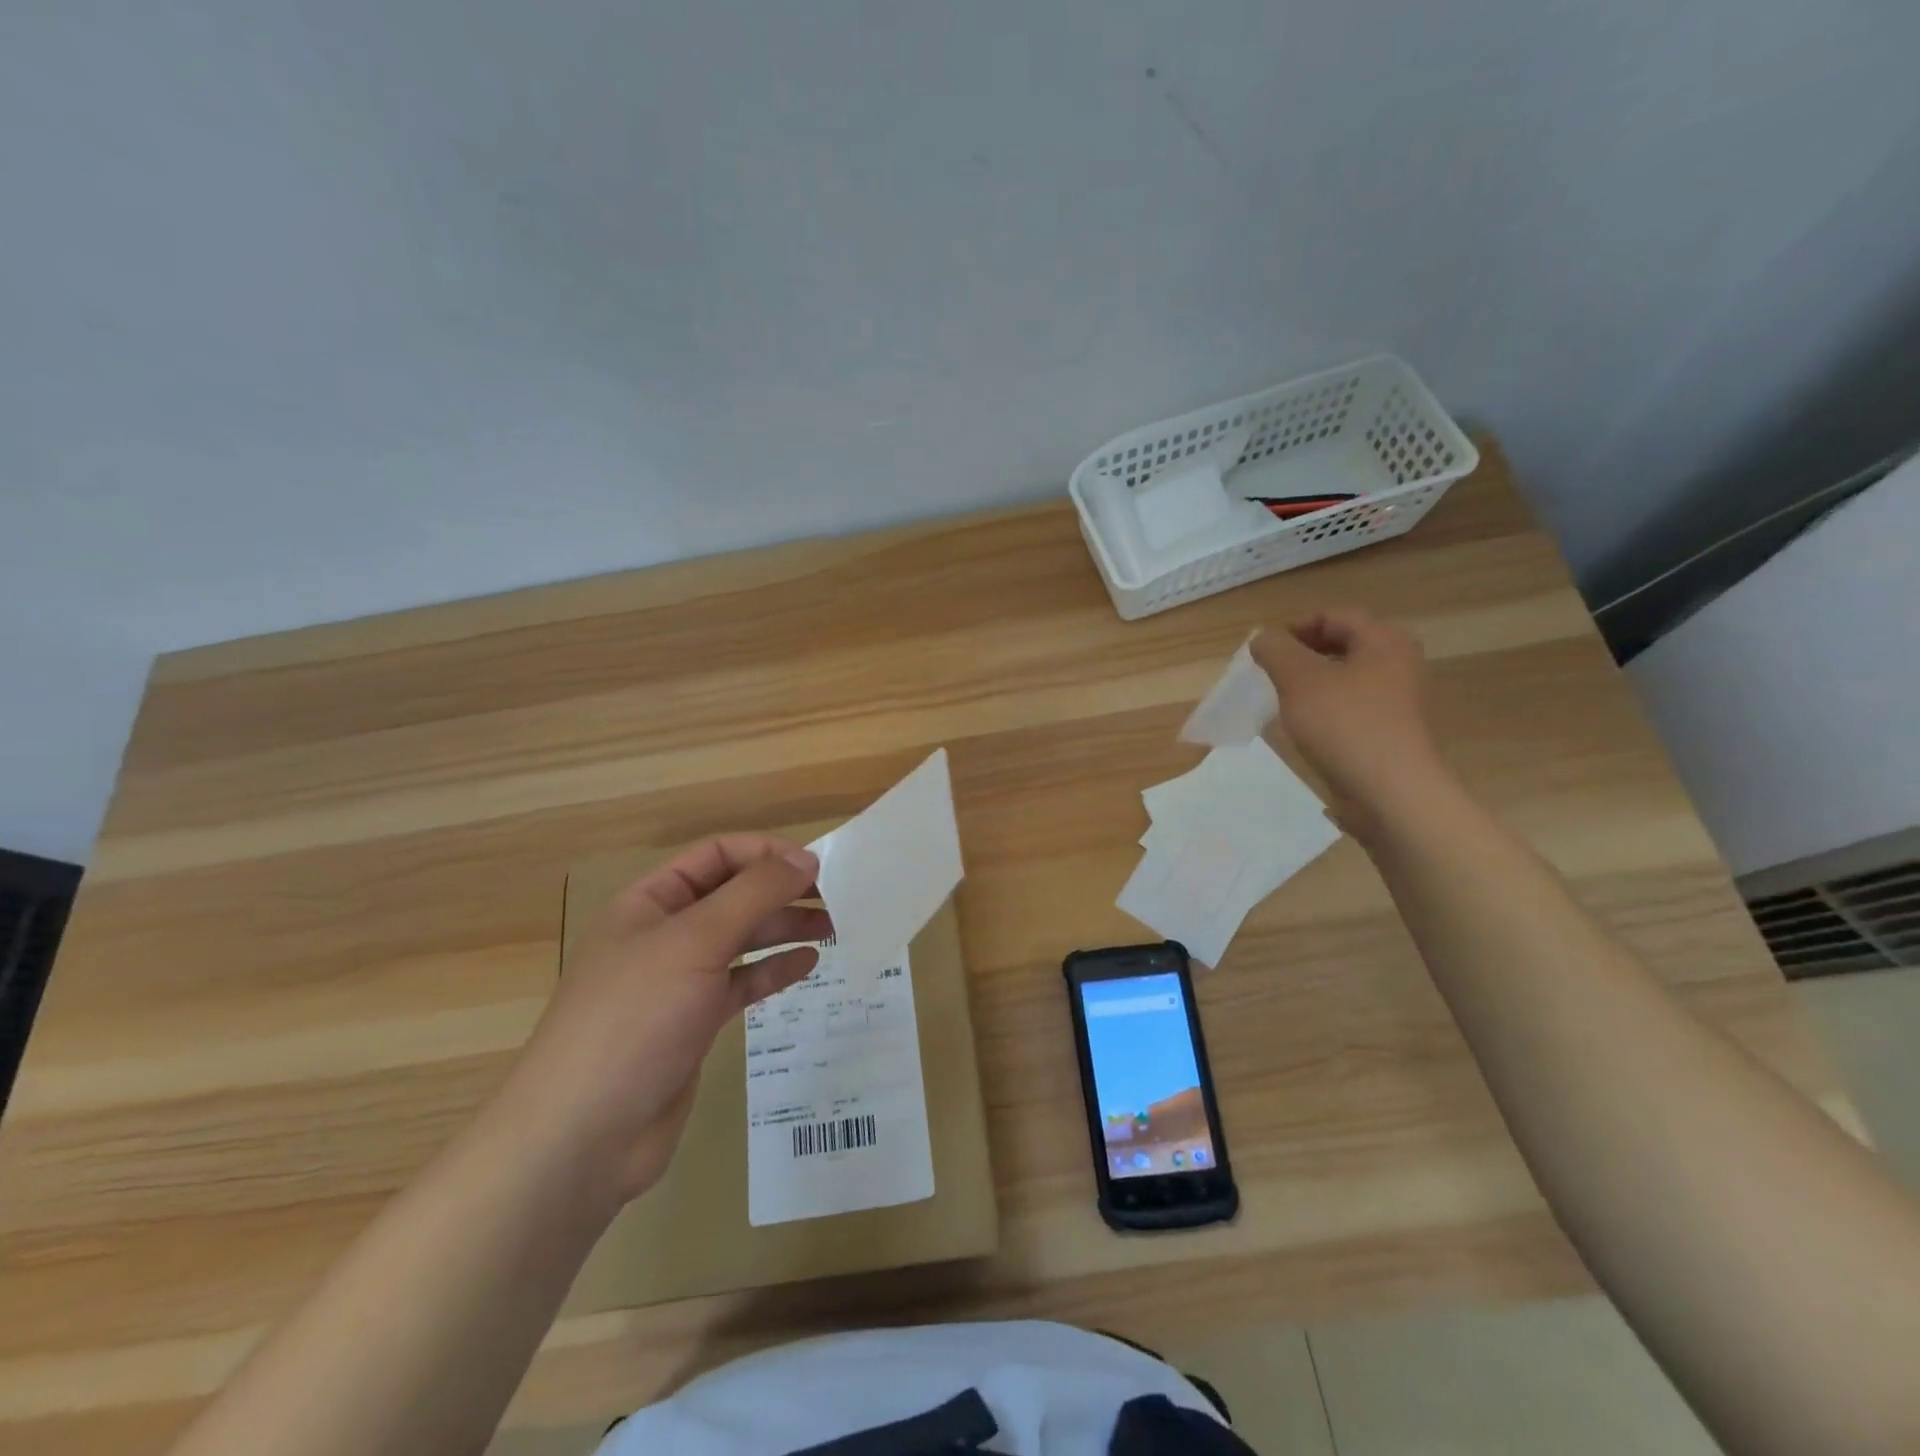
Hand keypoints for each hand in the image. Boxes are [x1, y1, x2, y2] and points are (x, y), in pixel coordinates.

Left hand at [499, 834, 830, 1205]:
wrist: (583, 1137)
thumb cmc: (635, 1020)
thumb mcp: (696, 941)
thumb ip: (754, 894)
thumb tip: (806, 858)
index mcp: (652, 902)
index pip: (716, 855)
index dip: (766, 853)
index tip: (816, 866)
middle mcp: (665, 934)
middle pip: (733, 896)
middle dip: (782, 892)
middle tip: (836, 899)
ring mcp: (679, 981)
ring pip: (742, 940)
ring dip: (784, 928)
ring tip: (833, 927)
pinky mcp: (694, 1023)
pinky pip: (742, 984)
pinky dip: (773, 971)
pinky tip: (808, 965)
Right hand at [1250, 608, 1452, 834]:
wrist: (1391, 793)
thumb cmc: (1345, 725)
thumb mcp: (1298, 680)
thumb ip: (1276, 651)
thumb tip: (1263, 639)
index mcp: (1384, 640)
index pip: (1334, 616)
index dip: (1295, 627)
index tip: (1265, 651)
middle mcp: (1400, 663)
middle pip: (1344, 644)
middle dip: (1304, 655)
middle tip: (1272, 673)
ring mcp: (1401, 699)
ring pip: (1348, 677)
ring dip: (1314, 683)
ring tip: (1285, 701)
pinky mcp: (1393, 731)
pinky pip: (1354, 706)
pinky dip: (1328, 708)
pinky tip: (1308, 728)